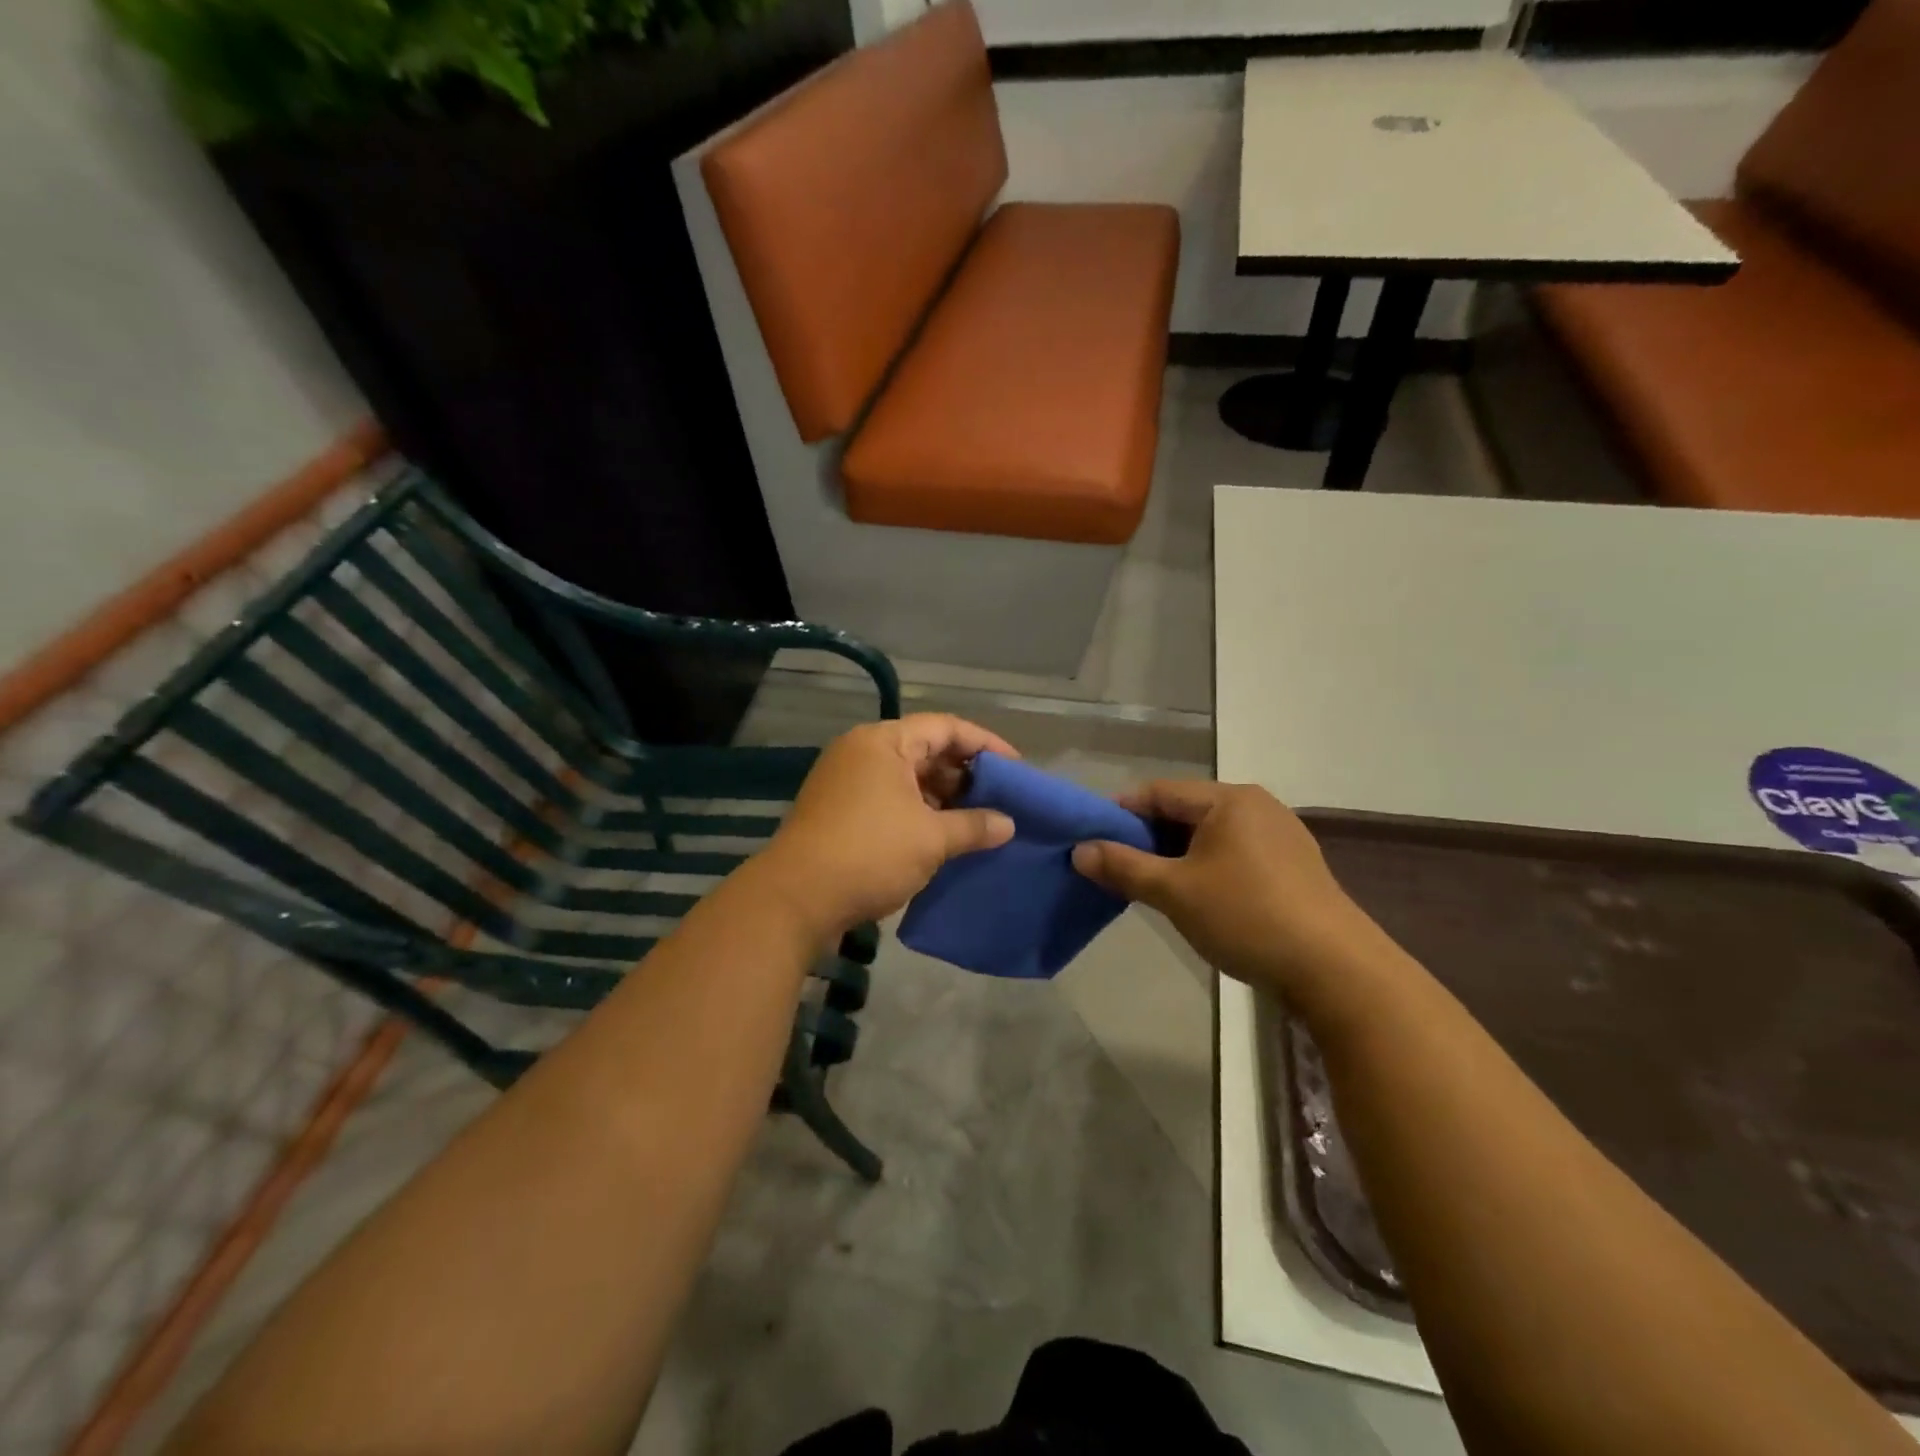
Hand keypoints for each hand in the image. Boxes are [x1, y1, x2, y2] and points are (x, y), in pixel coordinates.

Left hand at [757, 715, 1017, 939]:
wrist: (795, 900)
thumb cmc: (870, 854)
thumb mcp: (931, 839)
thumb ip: (974, 826)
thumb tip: (1008, 824)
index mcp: (883, 742)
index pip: (945, 727)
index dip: (985, 744)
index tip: (1016, 767)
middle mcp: (861, 752)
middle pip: (924, 750)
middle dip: (964, 774)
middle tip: (999, 798)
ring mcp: (845, 782)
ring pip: (906, 778)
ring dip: (942, 797)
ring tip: (977, 821)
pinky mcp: (837, 812)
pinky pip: (889, 800)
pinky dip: (918, 813)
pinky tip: (943, 836)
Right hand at [1072, 781, 1390, 1009]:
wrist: (1336, 970)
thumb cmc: (1247, 917)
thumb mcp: (1174, 892)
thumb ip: (1123, 867)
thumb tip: (1079, 850)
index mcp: (1228, 800)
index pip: (1158, 791)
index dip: (1119, 811)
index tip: (1089, 837)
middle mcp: (1256, 806)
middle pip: (1184, 811)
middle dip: (1146, 836)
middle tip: (1114, 866)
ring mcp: (1280, 836)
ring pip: (1209, 835)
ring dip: (1174, 855)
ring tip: (1148, 884)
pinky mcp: (1293, 867)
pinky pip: (1234, 853)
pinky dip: (1205, 866)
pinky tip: (1195, 897)